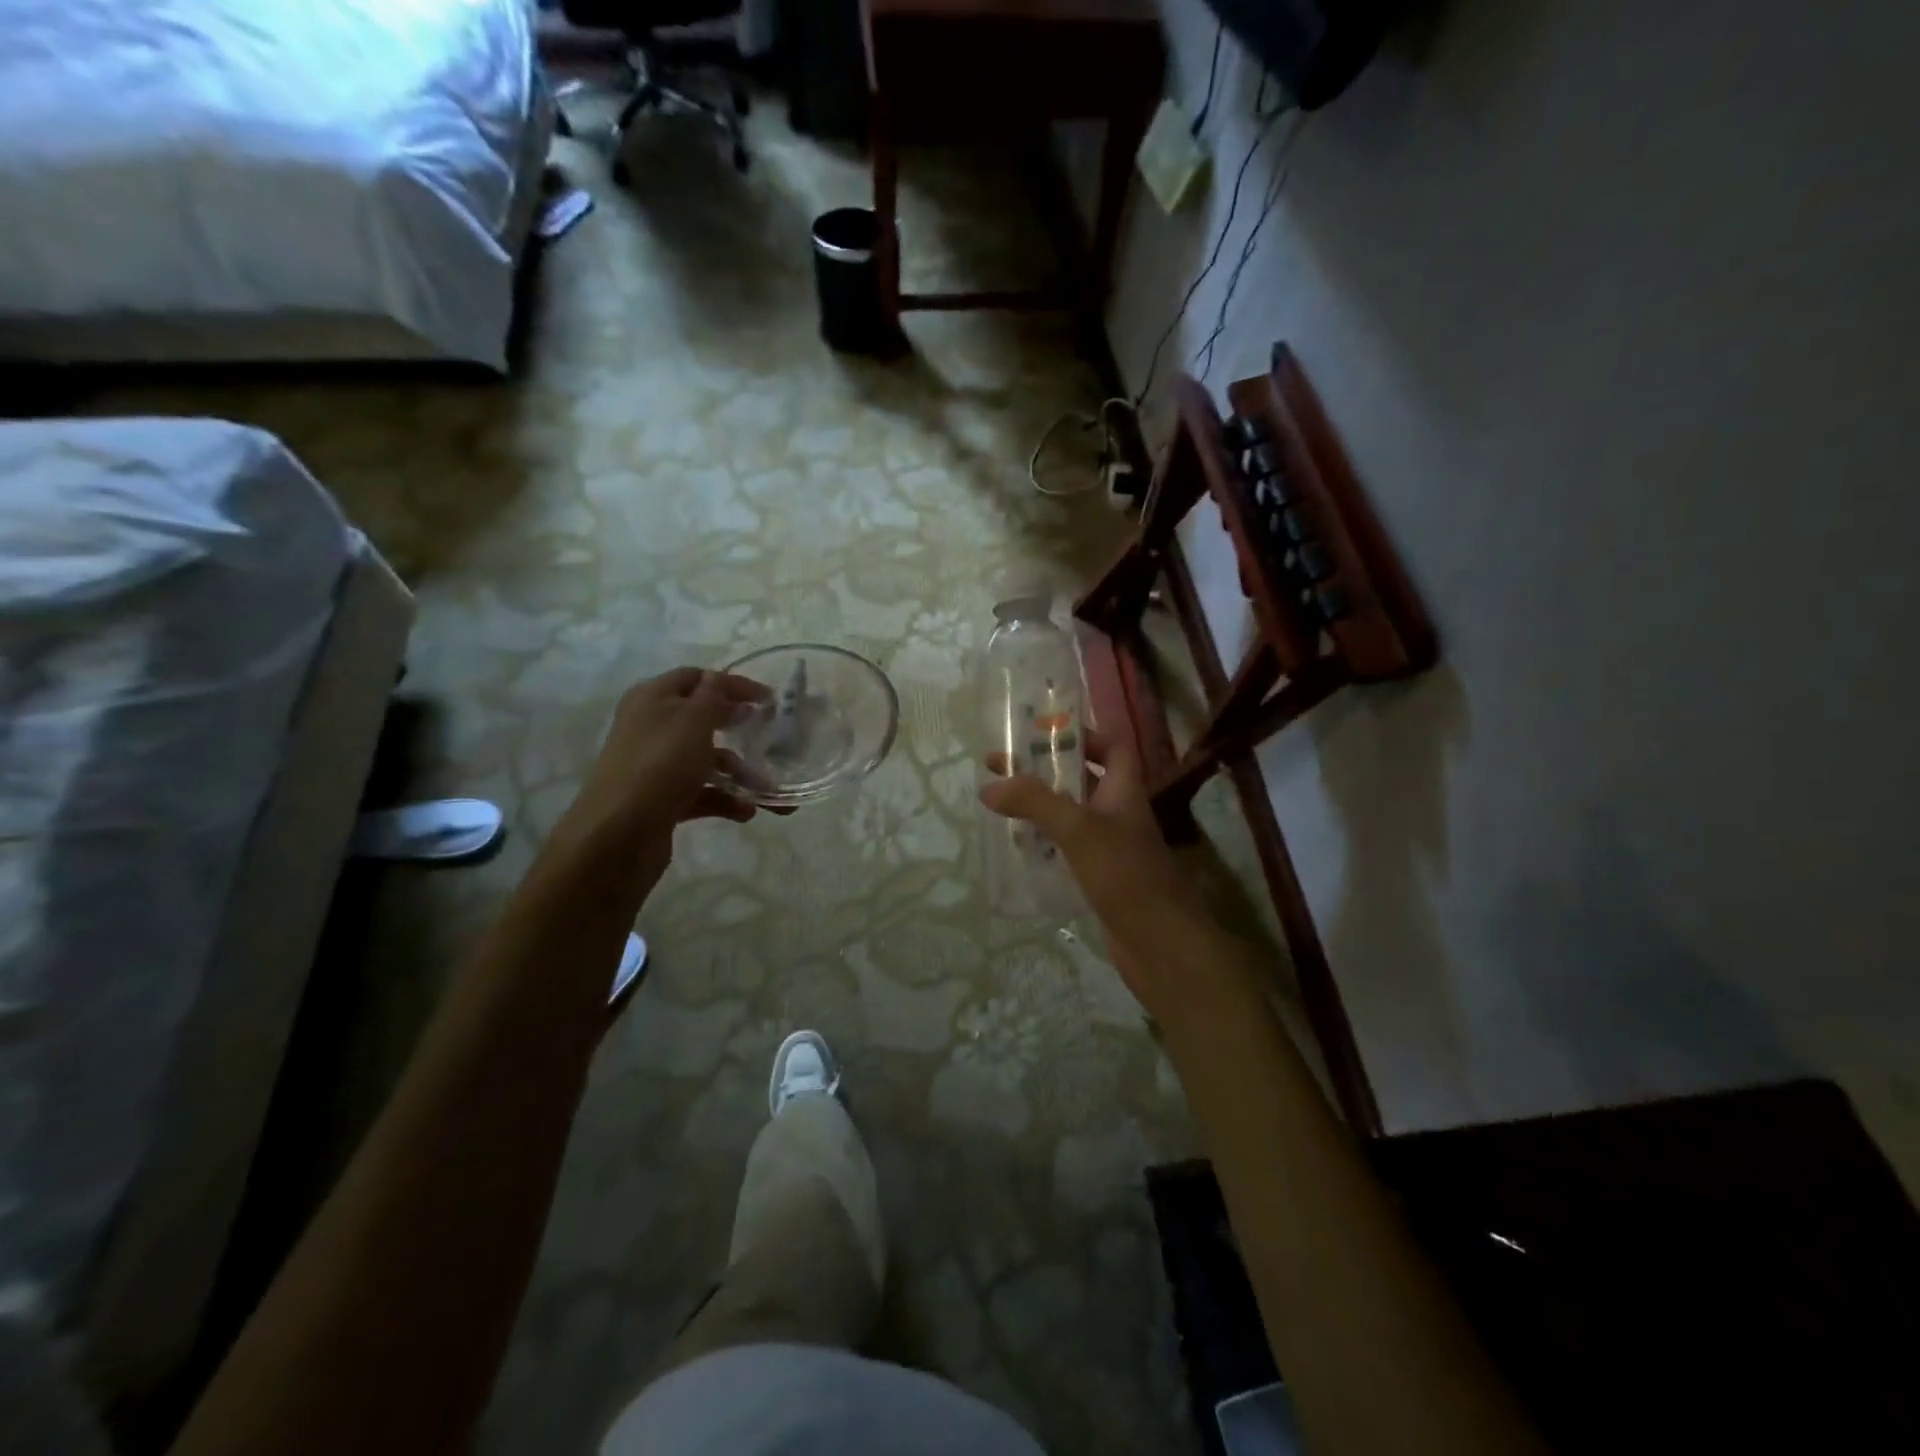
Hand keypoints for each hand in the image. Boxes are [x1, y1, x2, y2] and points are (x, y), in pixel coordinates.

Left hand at [552, 667, 774, 896]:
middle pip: (702, 720)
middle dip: (738, 729)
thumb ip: (712, 696)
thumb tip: (717, 677)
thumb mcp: (693, 720)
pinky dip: (725, 799)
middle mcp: (651, 727)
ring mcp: (655, 766)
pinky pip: (701, 793)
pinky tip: (747, 811)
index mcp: (652, 699)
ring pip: (705, 760)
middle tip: (769, 736)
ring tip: (767, 790)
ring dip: (739, 773)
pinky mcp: (662, 800)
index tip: (768, 699)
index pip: (696, 678)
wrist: (620, 834)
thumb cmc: (661, 764)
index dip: (732, 684)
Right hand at [980, 731, 1214, 1021]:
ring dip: (1042, 808)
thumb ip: (1035, 802)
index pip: (1113, 748)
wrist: (1161, 945)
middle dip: (1047, 771)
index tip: (1043, 735)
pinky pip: (1068, 851)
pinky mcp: (1100, 880)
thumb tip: (989, 785)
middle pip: (1085, 780)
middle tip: (1004, 768)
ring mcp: (1111, 849)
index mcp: (1124, 791)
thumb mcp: (1078, 829)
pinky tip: (1018, 849)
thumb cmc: (1126, 875)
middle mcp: (1119, 814)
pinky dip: (1045, 844)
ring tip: (1002, 805)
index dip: (1085, 735)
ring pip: (1073, 817)